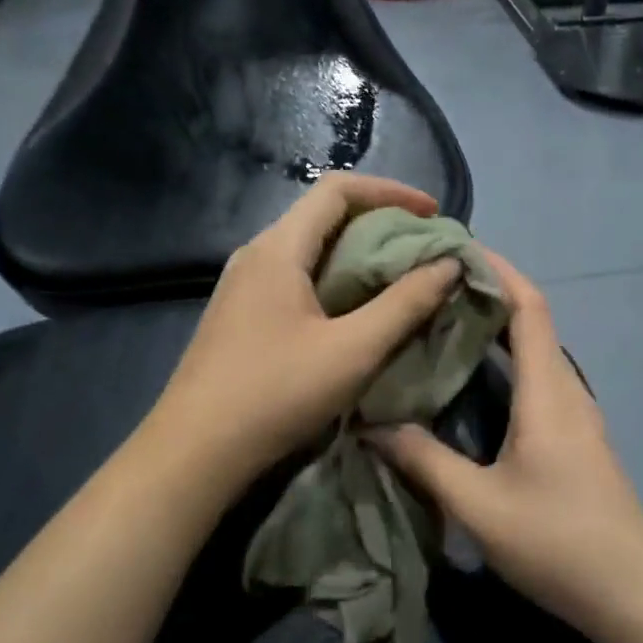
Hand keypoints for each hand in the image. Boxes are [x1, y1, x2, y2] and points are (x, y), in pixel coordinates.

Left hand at [145, 174, 463, 494]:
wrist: (192, 453)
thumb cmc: (274, 394)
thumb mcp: (353, 351)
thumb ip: (406, 304)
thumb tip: (450, 264)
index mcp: (279, 248)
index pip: (338, 189)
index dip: (391, 191)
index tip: (433, 214)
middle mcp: (258, 254)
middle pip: (325, 215)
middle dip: (381, 223)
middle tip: (425, 248)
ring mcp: (244, 285)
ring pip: (312, 248)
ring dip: (360, 253)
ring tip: (402, 277)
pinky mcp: (243, 314)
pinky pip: (298, 276)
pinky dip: (338, 278)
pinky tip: (358, 311)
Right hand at [369, 253, 642, 637]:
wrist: (634, 593)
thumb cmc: (558, 541)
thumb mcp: (479, 506)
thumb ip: (424, 461)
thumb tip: (371, 425)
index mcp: (548, 392)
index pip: (529, 307)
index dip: (500, 270)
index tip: (460, 247)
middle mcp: (567, 391)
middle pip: (533, 321)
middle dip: (490, 293)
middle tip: (435, 285)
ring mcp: (578, 415)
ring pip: (537, 351)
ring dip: (500, 328)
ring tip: (446, 323)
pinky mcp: (578, 438)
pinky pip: (541, 379)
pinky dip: (509, 361)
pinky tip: (475, 382)